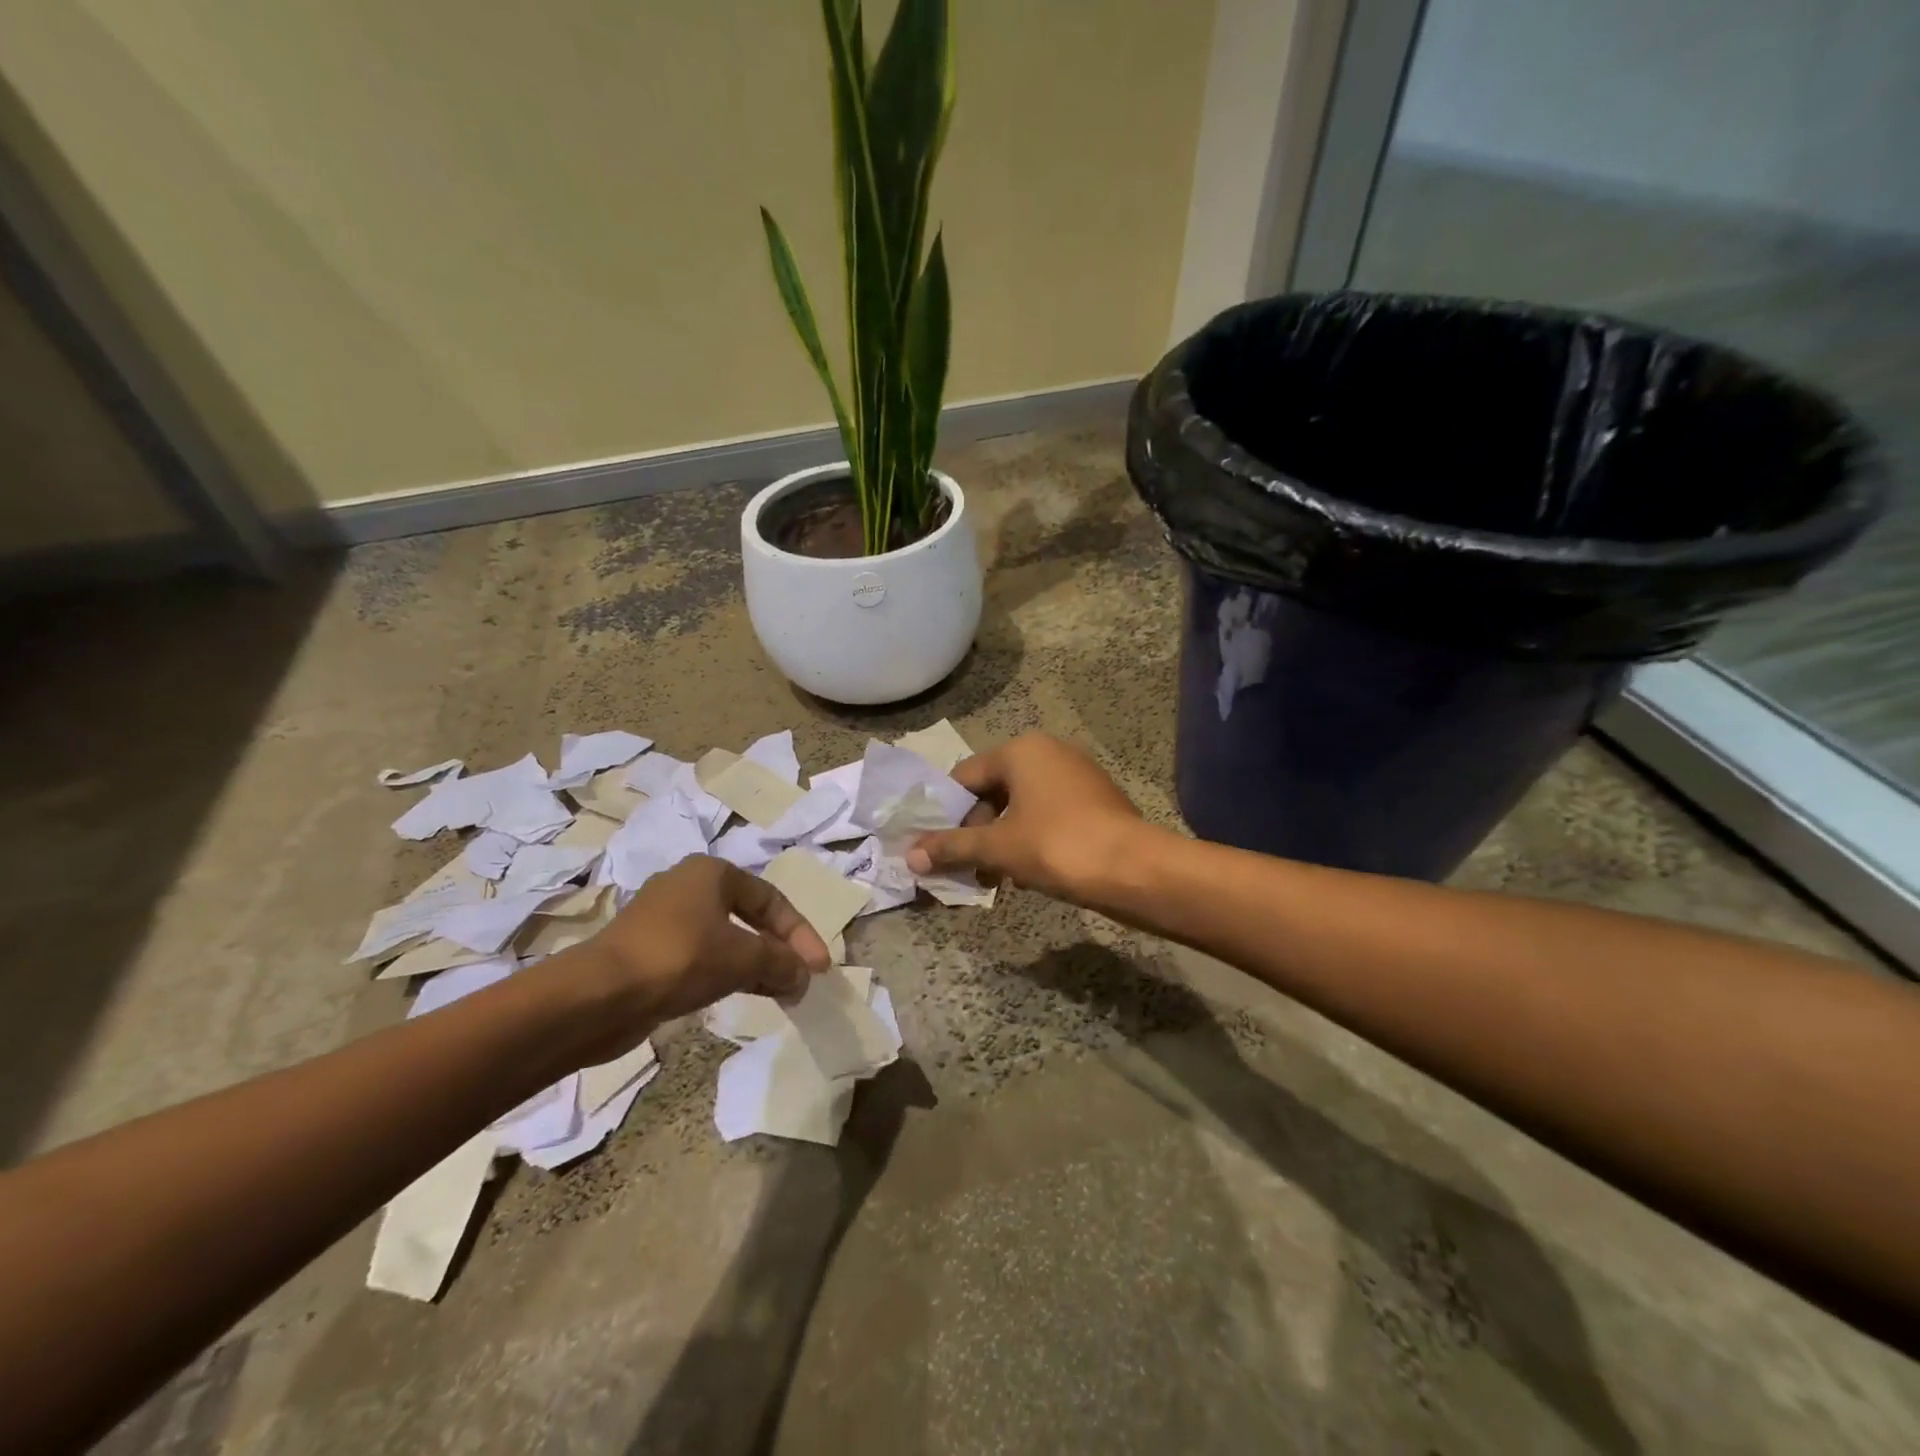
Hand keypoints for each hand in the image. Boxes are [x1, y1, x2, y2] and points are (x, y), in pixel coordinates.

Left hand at [560, 856, 830, 1053]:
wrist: (597, 996)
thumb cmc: (679, 959)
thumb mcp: (742, 958)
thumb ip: (780, 963)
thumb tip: (804, 976)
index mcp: (711, 873)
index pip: (771, 899)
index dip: (800, 934)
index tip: (819, 968)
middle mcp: (688, 888)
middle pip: (750, 917)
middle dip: (779, 949)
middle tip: (801, 980)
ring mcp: (665, 920)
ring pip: (727, 939)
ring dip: (756, 965)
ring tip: (780, 993)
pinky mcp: (649, 952)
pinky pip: (702, 958)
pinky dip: (729, 973)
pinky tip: (745, 995)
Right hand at [906, 732, 1145, 900]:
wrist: (1134, 868)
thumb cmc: (1057, 845)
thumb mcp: (997, 847)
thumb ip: (952, 848)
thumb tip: (910, 858)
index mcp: (1022, 750)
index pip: (965, 776)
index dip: (945, 813)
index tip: (934, 846)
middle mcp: (1049, 752)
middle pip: (993, 790)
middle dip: (975, 831)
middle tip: (965, 867)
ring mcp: (1077, 775)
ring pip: (1021, 806)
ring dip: (1001, 840)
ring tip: (992, 878)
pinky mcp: (1096, 800)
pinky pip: (1048, 815)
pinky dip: (1030, 838)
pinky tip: (1026, 873)